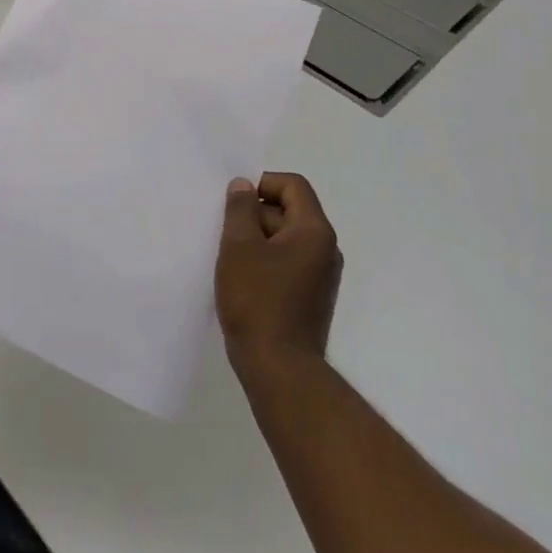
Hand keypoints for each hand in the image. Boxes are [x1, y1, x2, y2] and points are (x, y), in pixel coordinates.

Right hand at [216, 173, 343, 376]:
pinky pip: (288, 263)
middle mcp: (326, 249)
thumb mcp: (239, 246)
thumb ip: (240, 209)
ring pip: (286, 239)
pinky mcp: (311, 297)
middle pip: (289, 211)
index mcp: (314, 231)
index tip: (234, 203)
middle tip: (226, 233)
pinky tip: (242, 280)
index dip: (262, 183)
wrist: (279, 368)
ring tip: (230, 258)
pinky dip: (265, 261)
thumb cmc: (257, 300)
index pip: (293, 185)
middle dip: (255, 214)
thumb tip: (243, 185)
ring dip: (257, 239)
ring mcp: (321, 276)